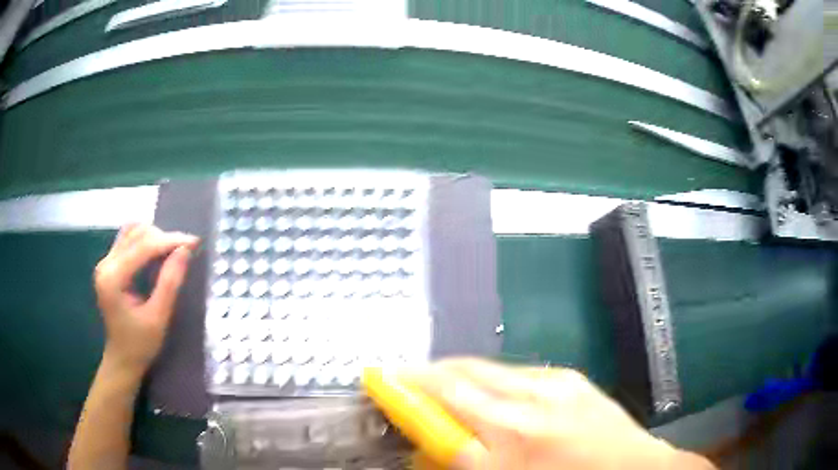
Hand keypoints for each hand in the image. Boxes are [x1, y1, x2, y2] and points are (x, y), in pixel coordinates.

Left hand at [93, 224, 198, 375]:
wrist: (122, 359)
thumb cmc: (140, 345)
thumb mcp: (158, 317)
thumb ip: (169, 283)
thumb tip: (185, 250)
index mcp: (113, 278)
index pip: (143, 246)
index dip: (169, 241)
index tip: (194, 242)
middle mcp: (105, 264)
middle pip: (137, 234)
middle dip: (163, 238)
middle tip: (186, 249)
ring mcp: (105, 262)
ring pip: (132, 232)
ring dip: (155, 236)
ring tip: (173, 250)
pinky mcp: (109, 264)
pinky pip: (128, 239)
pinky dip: (145, 240)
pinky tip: (157, 251)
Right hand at [402, 359, 715, 469]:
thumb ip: (461, 464)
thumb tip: (428, 446)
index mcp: (506, 449)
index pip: (436, 415)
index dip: (403, 392)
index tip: (379, 380)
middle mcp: (524, 410)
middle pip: (457, 377)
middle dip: (424, 375)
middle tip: (405, 380)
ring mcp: (551, 386)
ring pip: (483, 368)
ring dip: (455, 374)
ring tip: (443, 385)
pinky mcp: (568, 376)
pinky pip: (513, 371)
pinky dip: (489, 378)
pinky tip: (492, 394)